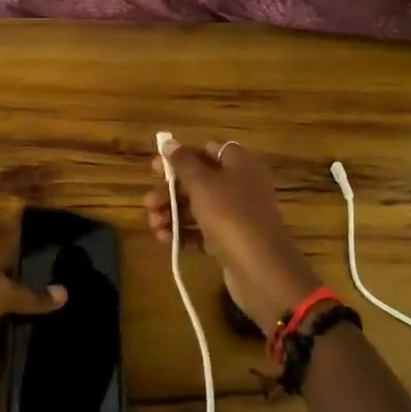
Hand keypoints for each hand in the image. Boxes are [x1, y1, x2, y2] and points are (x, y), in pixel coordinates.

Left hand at [0, 260, 66, 405]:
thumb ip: (31, 295)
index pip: (2, 255)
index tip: (57, 268)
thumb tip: (64, 292)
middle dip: (24, 296)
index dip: (27, 260)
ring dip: (14, 327)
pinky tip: (31, 357)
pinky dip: (4, 355)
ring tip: (52, 329)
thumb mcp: (0, 292)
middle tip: (60, 302)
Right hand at [145, 138, 322, 333]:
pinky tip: (164, 239)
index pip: (207, 151)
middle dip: (171, 191)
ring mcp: (237, 215)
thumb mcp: (202, 184)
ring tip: (153, 224)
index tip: (156, 169)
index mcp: (238, 163)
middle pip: (200, 180)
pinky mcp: (232, 241)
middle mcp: (240, 185)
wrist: (261, 269)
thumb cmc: (230, 214)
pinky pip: (203, 231)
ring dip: (173, 213)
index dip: (181, 157)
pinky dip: (184, 233)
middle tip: (149, 202)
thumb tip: (169, 142)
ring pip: (199, 207)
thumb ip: (183, 162)